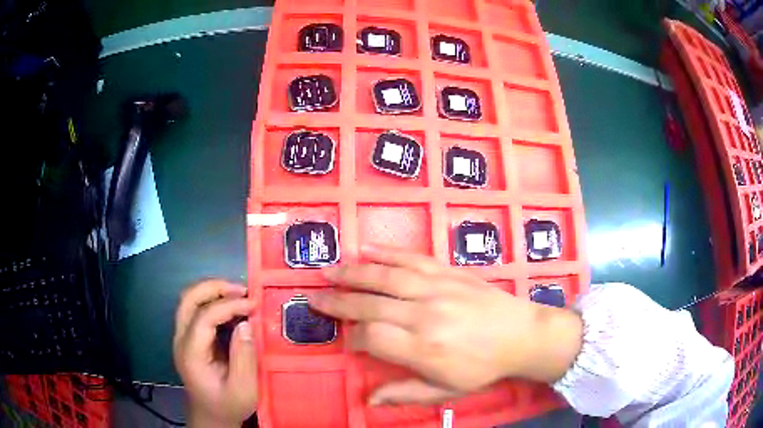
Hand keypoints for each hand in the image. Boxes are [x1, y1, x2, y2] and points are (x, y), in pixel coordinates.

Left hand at [173, 280, 257, 426]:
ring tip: (239, 295)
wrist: (210, 415)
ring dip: (213, 291)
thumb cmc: (227, 405)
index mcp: (191, 353)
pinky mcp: (188, 338)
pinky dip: (212, 301)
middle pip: (188, 299)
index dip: (228, 305)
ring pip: (189, 300)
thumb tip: (246, 324)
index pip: (204, 316)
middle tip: (243, 290)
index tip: (253, 304)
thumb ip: (244, 357)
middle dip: (215, 287)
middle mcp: (181, 339)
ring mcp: (182, 337)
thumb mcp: (243, 389)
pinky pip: (195, 309)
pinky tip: (231, 307)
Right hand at [310, 246, 582, 405]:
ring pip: (385, 277)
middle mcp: (424, 314)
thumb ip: (405, 393)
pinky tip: (366, 250)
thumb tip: (368, 400)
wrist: (522, 334)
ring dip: (353, 273)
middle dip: (338, 302)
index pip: (372, 338)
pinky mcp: (448, 271)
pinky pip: (412, 258)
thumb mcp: (446, 390)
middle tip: (315, 297)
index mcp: (423, 348)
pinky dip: (386, 253)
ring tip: (329, 271)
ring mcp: (437, 288)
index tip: (345, 340)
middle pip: (370, 305)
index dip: (352, 339)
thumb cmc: (483, 367)